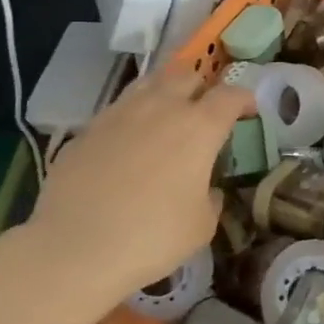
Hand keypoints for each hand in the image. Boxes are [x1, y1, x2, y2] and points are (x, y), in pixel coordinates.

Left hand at [28, 65, 254, 305]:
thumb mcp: (201, 226)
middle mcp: (162, 107)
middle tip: (204, 109)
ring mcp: (120, 114)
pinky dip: (131, 117)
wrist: (74, 248)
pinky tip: (128, 144)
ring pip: (149, 83)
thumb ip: (211, 198)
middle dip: (201, 86)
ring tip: (166, 115)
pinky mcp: (87, 129)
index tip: (248, 112)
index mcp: (199, 126)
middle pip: (187, 74)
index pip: (230, 96)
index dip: (244, 100)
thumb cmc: (152, 237)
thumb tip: (207, 189)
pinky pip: (117, 110)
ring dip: (164, 92)